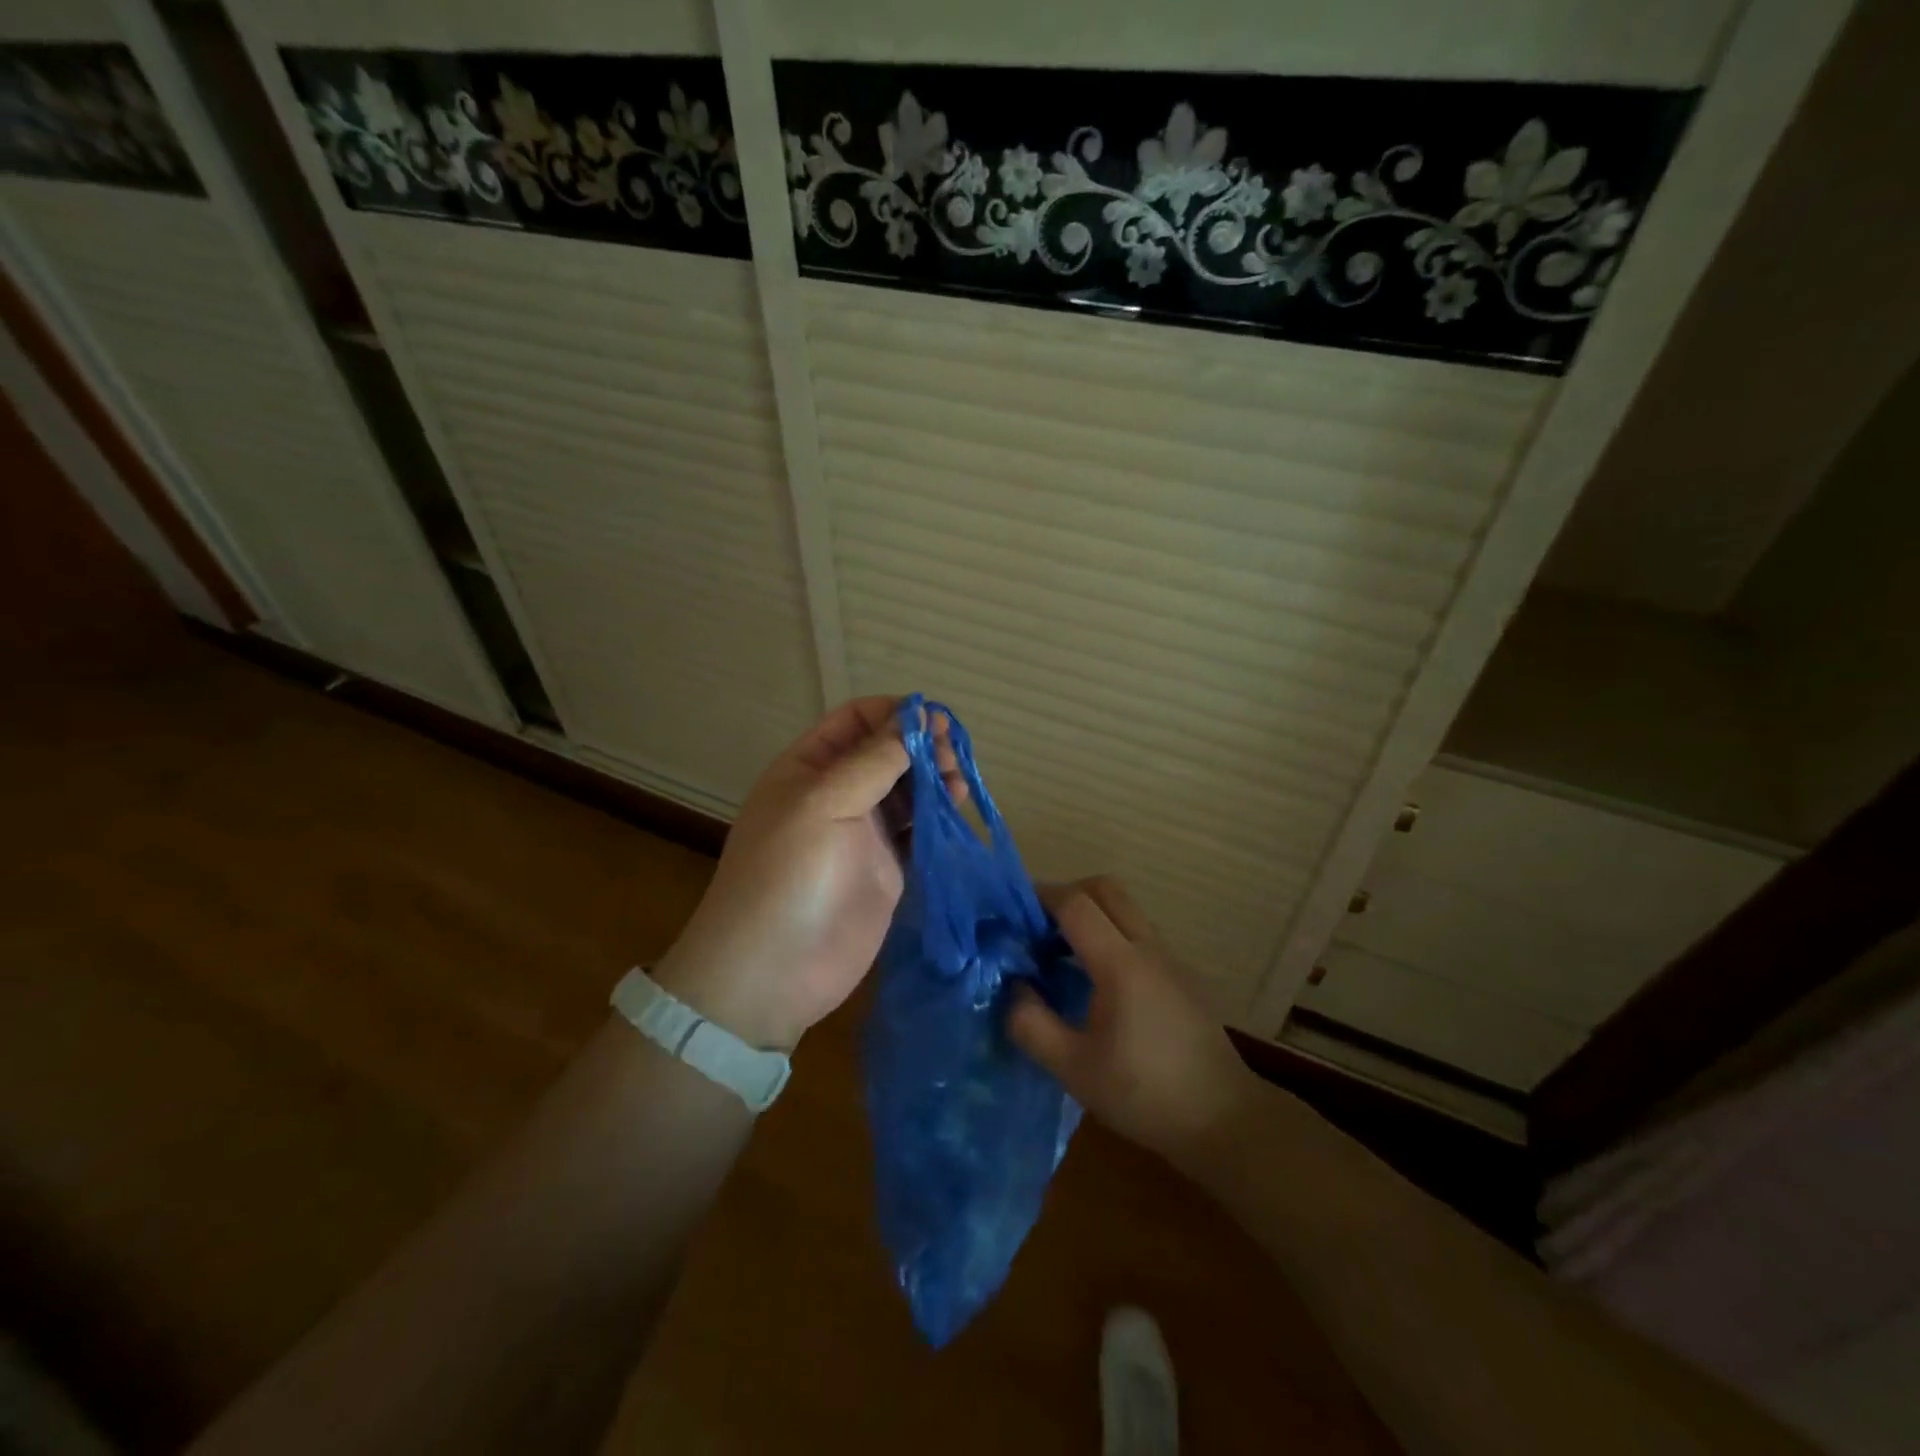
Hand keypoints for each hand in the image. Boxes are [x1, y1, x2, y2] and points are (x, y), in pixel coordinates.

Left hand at [652, 697, 958, 1051]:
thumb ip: (873, 761)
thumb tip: (915, 718)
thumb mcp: (823, 804)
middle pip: (887, 752)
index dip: (895, 714)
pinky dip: (939, 818)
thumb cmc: (788, 875)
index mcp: (809, 768)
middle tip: (952, 757)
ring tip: (959, 785)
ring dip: (935, 779)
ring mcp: (863, 833)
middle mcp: (837, 793)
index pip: (856, 720)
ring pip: (907, 790)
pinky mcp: (887, 869)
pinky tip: (957, 812)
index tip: (935, 720)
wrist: (772, 971)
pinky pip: (918, 831)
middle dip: (921, 746)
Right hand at [1009, 877, 1261, 1167]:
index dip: (1041, 897)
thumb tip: (1013, 987)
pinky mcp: (1183, 976)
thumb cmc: (1144, 1095)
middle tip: (1038, 926)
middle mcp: (1148, 948)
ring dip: (1091, 915)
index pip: (1076, 904)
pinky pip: (1140, 934)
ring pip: (1126, 910)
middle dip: (1067, 894)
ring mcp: (1171, 959)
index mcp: (1120, 964)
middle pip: (1106, 889)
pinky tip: (1097, 982)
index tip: (1013, 913)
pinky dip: (1111, 935)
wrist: (1224, 1122)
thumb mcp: (1073, 1069)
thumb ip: (1031, 1024)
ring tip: (1061, 954)